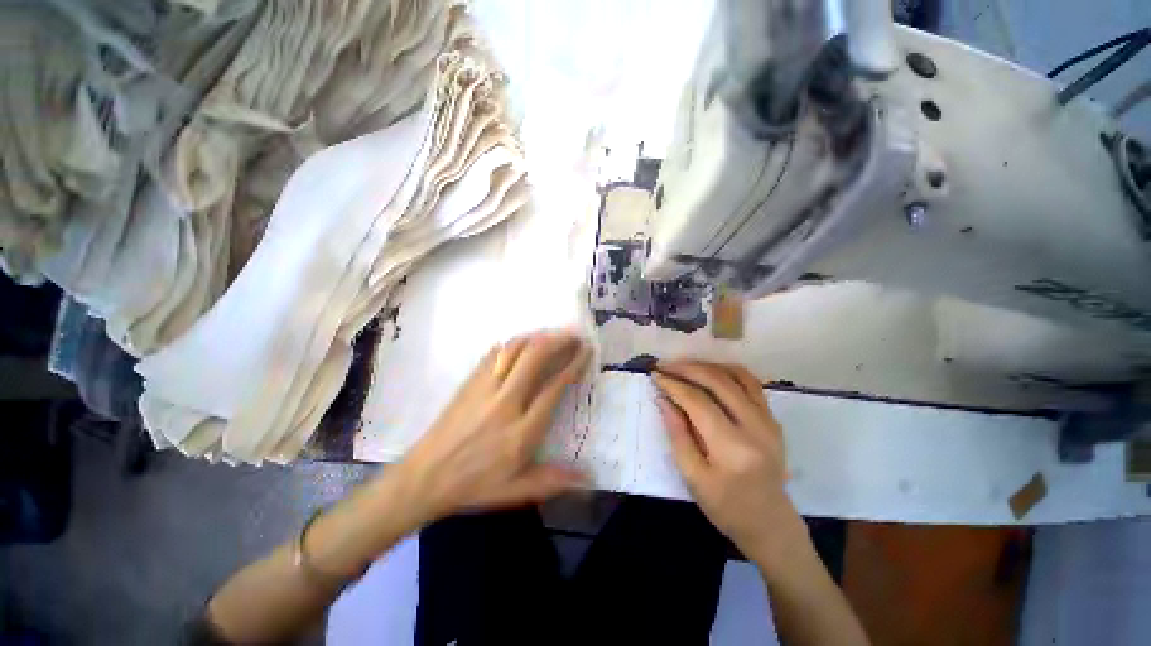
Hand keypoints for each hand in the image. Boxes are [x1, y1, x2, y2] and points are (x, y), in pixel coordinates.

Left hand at [385, 330, 591, 525]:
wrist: (423, 477)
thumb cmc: (474, 485)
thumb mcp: (516, 490)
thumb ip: (554, 480)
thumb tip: (589, 476)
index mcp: (522, 431)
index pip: (554, 387)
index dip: (573, 365)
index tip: (585, 351)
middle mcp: (506, 402)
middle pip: (535, 357)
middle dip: (558, 341)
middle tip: (573, 335)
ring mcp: (485, 388)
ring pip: (514, 350)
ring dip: (537, 337)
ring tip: (552, 334)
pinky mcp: (470, 382)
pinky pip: (494, 354)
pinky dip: (512, 343)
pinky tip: (522, 343)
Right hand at [653, 361, 801, 564]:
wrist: (770, 524)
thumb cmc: (726, 507)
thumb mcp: (692, 477)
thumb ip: (677, 434)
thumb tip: (663, 399)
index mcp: (733, 448)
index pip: (698, 402)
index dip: (674, 385)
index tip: (655, 374)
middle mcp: (756, 427)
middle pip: (719, 382)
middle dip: (688, 369)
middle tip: (665, 365)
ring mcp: (769, 420)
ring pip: (738, 376)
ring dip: (708, 366)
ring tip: (684, 366)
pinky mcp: (773, 419)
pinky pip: (751, 384)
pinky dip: (728, 372)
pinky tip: (710, 372)